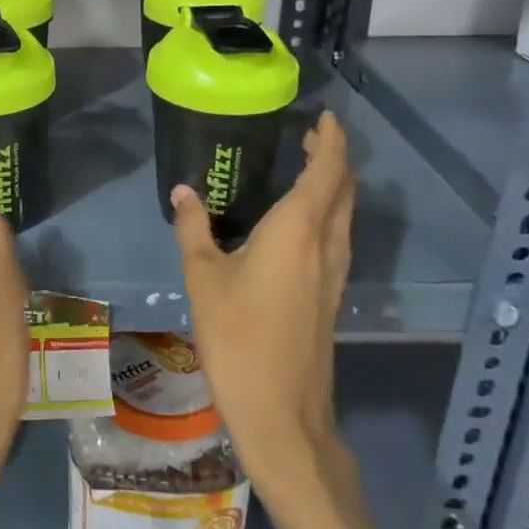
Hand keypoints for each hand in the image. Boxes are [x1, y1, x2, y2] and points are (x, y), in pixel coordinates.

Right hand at [171, 111, 356, 490]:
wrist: (281, 411)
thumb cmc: (238, 336)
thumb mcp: (203, 277)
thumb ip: (194, 229)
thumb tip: (183, 191)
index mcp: (298, 230)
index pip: (328, 171)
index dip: (332, 141)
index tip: (325, 117)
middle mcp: (326, 244)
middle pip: (343, 190)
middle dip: (333, 158)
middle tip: (311, 136)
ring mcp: (334, 273)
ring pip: (345, 215)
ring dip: (334, 185)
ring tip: (308, 167)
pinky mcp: (331, 295)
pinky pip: (338, 237)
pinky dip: (329, 213)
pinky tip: (302, 222)